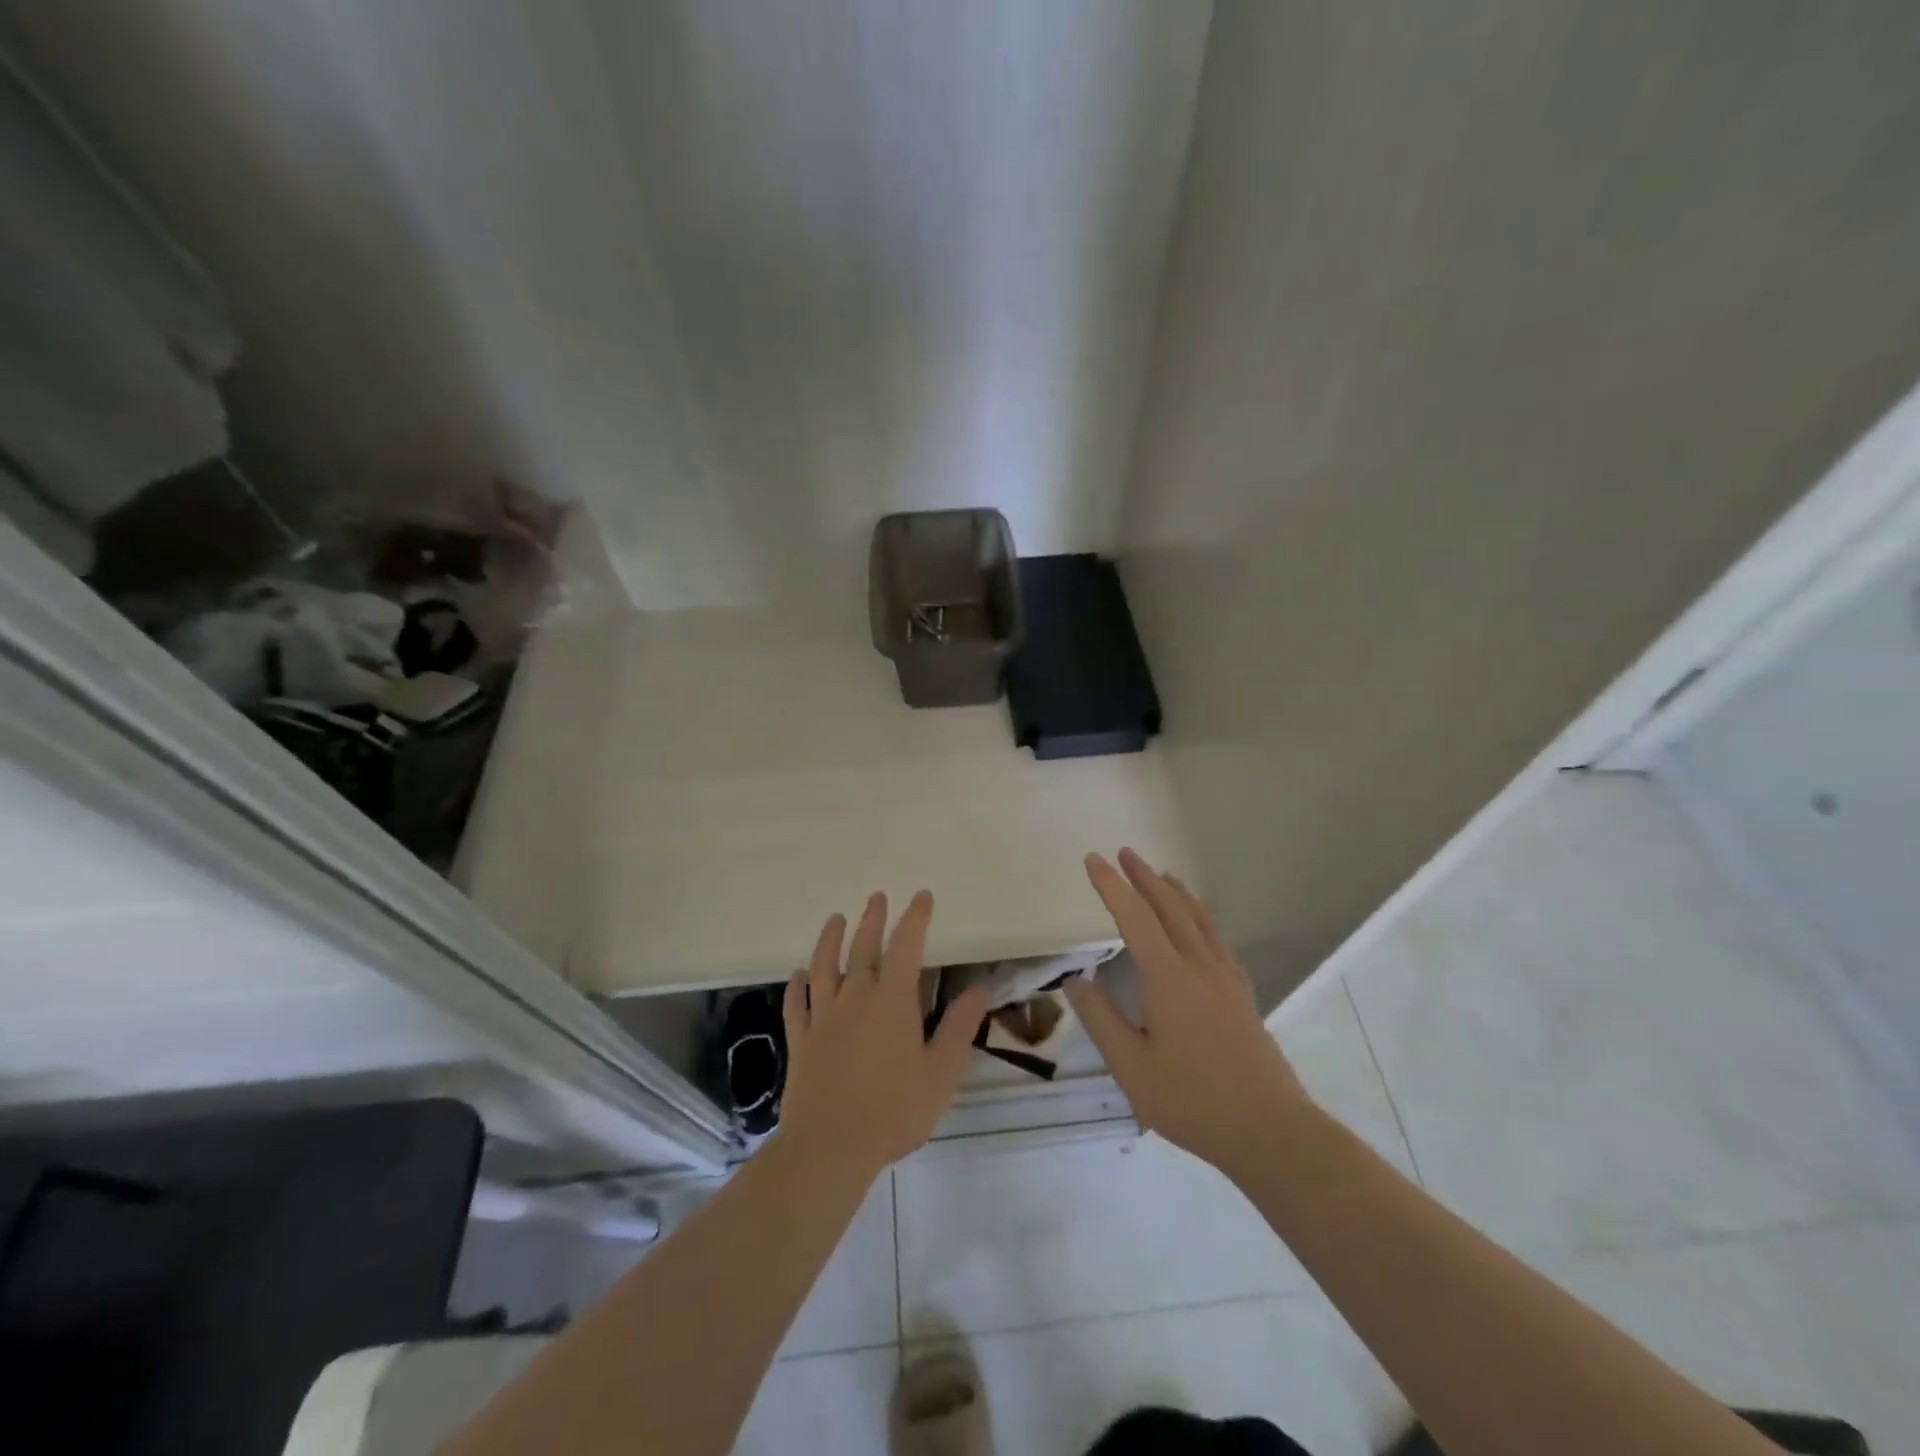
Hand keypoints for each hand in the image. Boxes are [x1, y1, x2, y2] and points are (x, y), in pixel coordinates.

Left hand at [776, 890, 989, 1181]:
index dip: (914, 918)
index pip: (906, 946)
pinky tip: (797, 976)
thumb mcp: (941, 1072)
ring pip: (824, 967)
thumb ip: (960, 1027)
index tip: (921, 897)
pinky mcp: (801, 1041)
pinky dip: (796, 986)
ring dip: (829, 939)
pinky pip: (796, 1005)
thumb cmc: (894, 1110)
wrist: (829, 1147)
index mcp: (892, 1001)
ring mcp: (823, 1018)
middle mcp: (855, 998)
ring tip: (835, 919)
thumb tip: (979, 989)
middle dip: (872, 919)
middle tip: (877, 897)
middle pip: (862, 948)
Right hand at [1066, 849, 1315, 1174]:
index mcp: (1169, 979)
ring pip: (1199, 919)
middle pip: (1170, 908)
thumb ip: (1101, 1021)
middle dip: (1144, 877)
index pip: (1134, 918)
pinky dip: (1201, 917)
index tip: (1093, 860)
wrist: (1270, 1131)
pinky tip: (1199, 926)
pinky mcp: (1242, 994)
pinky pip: (1218, 938)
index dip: (1112, 886)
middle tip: (1125, 853)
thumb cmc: (1193, 1102)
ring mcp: (1226, 979)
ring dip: (1176, 892)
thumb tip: (1075, 982)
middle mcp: (1199, 967)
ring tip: (1162, 875)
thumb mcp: (1132, 1068)